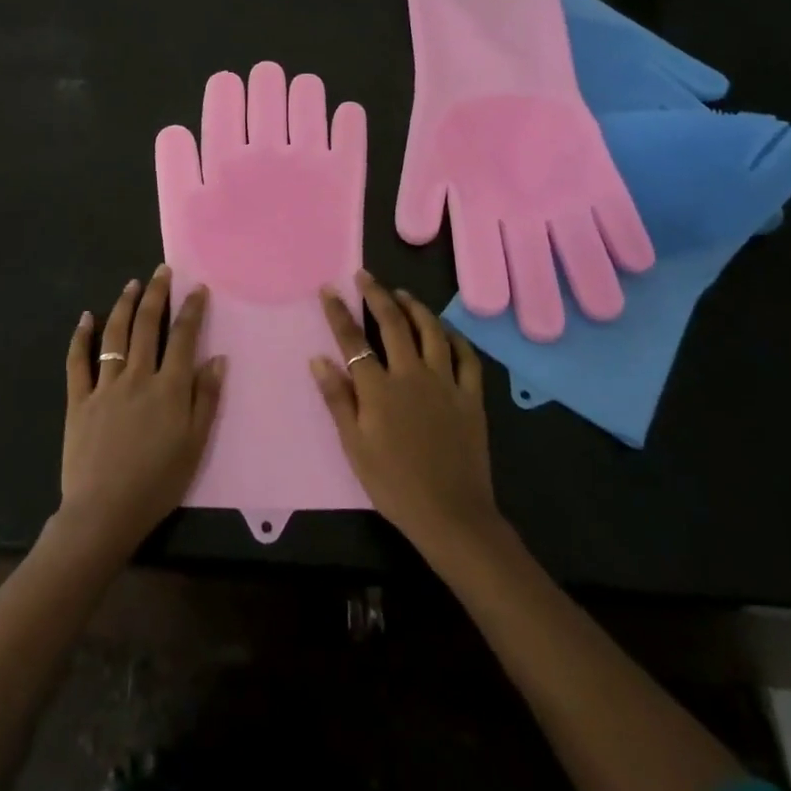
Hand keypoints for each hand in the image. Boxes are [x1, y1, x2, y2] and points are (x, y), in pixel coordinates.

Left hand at [60, 266, 225, 554]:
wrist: (104, 512)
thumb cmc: (157, 482)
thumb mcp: (195, 445)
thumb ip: (206, 399)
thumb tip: (218, 359)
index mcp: (169, 388)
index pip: (183, 338)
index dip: (191, 310)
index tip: (196, 288)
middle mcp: (137, 377)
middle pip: (147, 326)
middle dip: (156, 294)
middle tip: (161, 271)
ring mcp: (105, 386)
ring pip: (114, 335)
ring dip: (124, 305)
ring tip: (131, 284)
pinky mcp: (79, 399)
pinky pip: (78, 361)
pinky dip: (81, 337)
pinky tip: (85, 318)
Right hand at [311, 272, 501, 554]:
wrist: (451, 515)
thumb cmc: (394, 484)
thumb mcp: (355, 446)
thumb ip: (338, 399)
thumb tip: (319, 359)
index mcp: (380, 388)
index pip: (353, 340)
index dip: (339, 312)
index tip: (329, 289)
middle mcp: (412, 375)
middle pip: (393, 324)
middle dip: (376, 295)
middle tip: (365, 276)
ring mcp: (446, 383)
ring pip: (431, 331)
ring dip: (414, 307)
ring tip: (401, 294)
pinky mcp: (471, 397)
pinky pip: (466, 357)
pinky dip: (455, 337)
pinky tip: (446, 330)